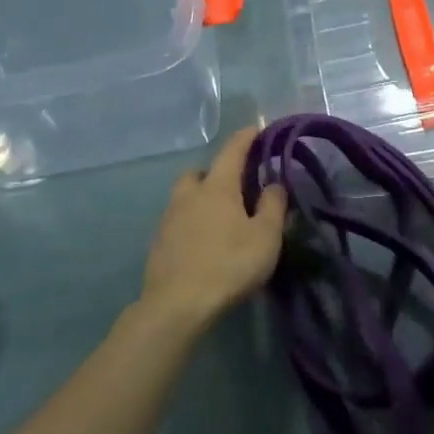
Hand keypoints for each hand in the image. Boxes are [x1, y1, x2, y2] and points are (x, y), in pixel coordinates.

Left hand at [141, 125, 286, 326]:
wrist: (177, 305)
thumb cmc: (229, 265)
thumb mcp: (265, 237)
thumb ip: (273, 206)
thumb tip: (274, 184)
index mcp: (217, 188)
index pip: (232, 151)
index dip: (246, 138)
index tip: (257, 129)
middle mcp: (188, 196)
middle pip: (199, 172)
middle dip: (216, 172)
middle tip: (235, 187)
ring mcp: (168, 219)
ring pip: (185, 197)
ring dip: (201, 199)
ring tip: (221, 219)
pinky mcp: (158, 244)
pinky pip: (178, 221)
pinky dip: (192, 223)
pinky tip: (204, 243)